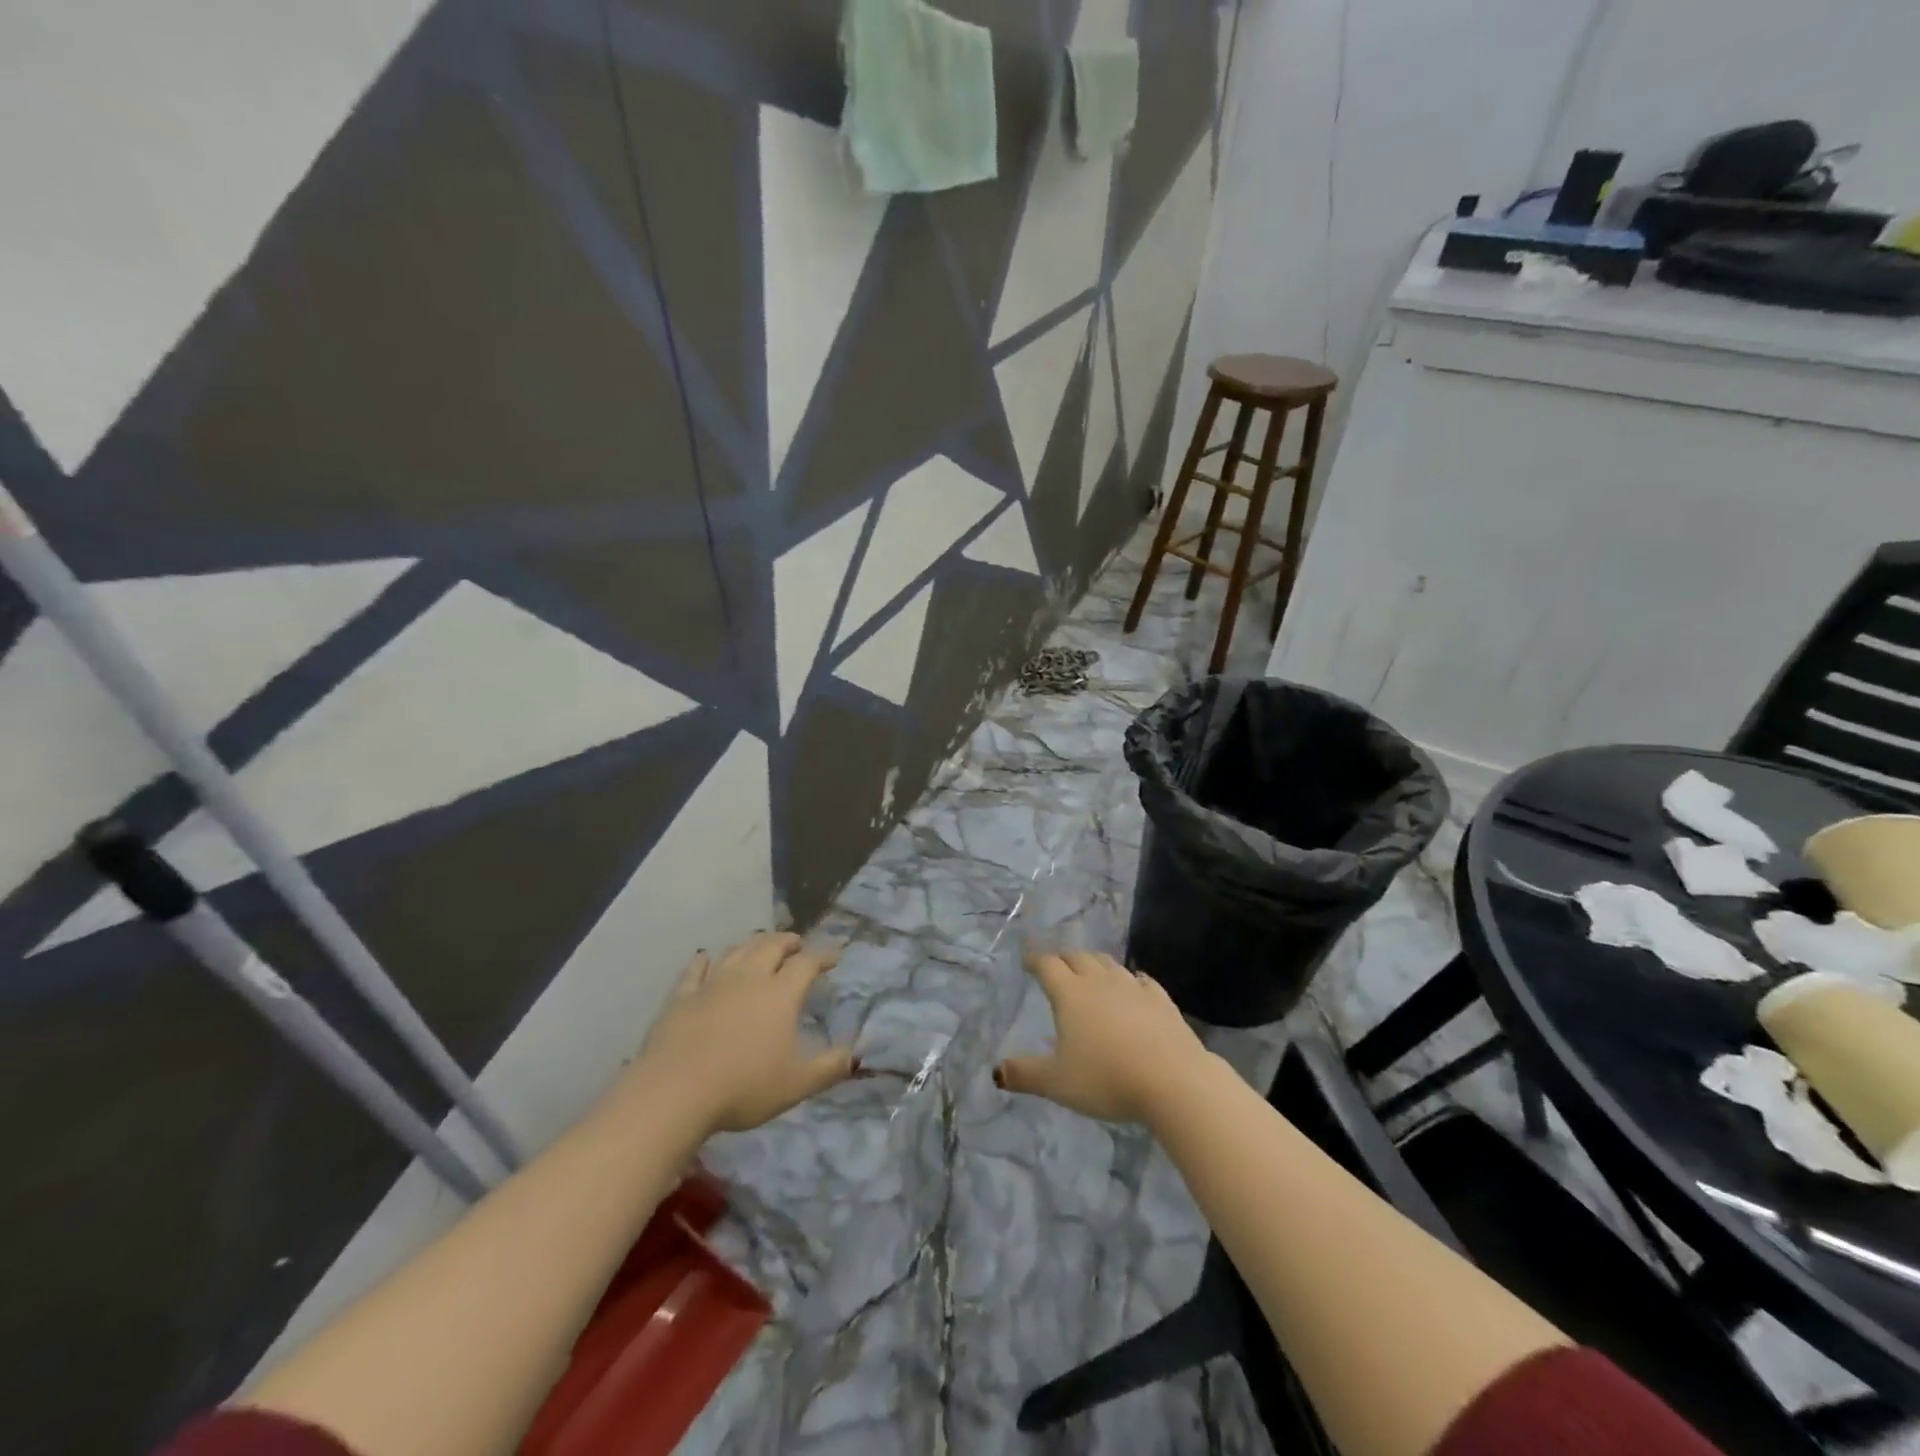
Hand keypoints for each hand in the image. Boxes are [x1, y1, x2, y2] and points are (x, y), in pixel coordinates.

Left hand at [630, 932, 856, 1134]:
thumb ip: (829, 1068)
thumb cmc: (743, 1087)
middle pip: (771, 946)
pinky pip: (695, 969)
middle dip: (787, 941)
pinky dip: (704, 960)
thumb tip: (854, 1057)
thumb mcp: (796, 1085)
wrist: (675, 1092)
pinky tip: (706, 958)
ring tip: (760, 946)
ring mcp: (712, 983)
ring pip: (736, 951)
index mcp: (780, 994)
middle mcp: (749, 978)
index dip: (823, 955)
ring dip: (752, 944)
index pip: (806, 963)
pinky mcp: (681, 996)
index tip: (834, 955)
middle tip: (796, 944)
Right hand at [994, 950, 1213, 1123]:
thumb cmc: (1106, 1078)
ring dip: (1095, 964)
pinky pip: (1142, 980)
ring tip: (1090, 971)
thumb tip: (996, 1071)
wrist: (1173, 1081)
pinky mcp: (1161, 1000)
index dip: (1035, 960)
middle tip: (1057, 965)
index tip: (1028, 958)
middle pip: (1078, 958)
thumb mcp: (1057, 1082)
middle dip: (1064, 958)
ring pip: (1109, 964)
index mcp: (1070, 994)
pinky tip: (1134, 985)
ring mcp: (1133, 988)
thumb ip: (1025, 1074)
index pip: (1048, 966)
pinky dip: (1131, 979)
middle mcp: (1100, 982)